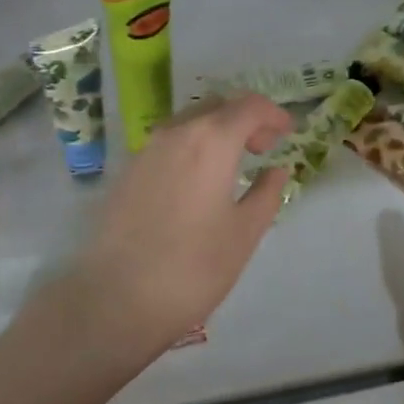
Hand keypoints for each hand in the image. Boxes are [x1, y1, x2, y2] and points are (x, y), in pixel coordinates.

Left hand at [67, 93, 293, 359]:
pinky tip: (198, 179)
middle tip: (264, 147)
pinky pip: (168, 142)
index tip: (288, 132)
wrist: (115, 298)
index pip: (249, 106)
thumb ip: (266, 193)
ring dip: (216, 130)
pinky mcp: (127, 170)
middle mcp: (177, 132)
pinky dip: (192, 145)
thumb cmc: (192, 267)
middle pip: (218, 106)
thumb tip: (276, 170)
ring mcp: (147, 149)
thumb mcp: (244, 233)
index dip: (273, 114)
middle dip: (245, 118)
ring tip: (233, 163)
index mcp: (212, 140)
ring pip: (190, 121)